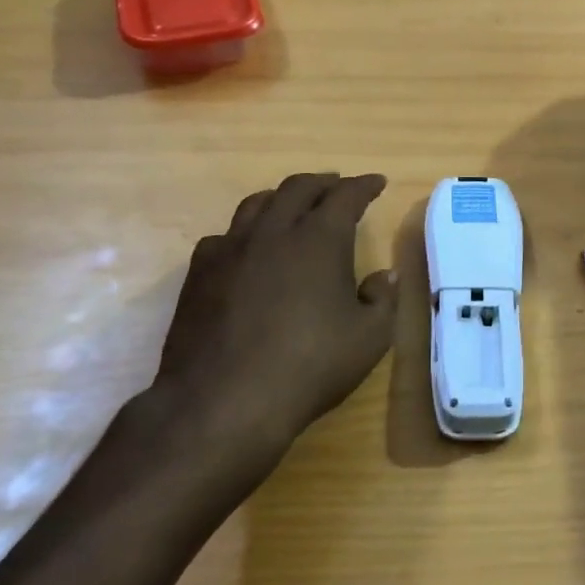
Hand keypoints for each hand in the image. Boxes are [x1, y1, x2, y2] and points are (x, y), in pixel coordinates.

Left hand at [156, 173, 398, 456]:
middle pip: (299, 188)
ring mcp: (231, 248)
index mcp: (319, 238)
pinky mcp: (200, 272)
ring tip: (294, 205)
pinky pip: (225, 235)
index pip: (346, 195)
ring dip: (282, 197)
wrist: (222, 402)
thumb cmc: (307, 367)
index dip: (364, 186)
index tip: (377, 182)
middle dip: (324, 183)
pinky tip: (248, 248)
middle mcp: (274, 230)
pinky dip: (246, 231)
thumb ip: (382, 299)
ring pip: (258, 203)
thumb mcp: (368, 339)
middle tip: (338, 186)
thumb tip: (384, 275)